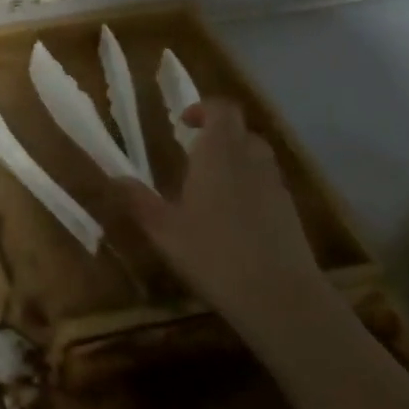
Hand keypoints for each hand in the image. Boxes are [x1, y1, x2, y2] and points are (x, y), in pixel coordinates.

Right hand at [112, 97, 323, 324]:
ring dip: (237, 159)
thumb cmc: (214, 254)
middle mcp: (250, 161)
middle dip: (219, 134)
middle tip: (195, 153)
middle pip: (241, 130)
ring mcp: (275, 187)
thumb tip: (116, 177)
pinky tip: (235, 218)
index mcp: (218, 154)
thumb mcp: (164, 231)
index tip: (184, 123)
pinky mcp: (292, 214)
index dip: (204, 109)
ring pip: (258, 156)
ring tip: (213, 185)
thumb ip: (139, 201)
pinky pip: (269, 185)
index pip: (222, 110)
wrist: (282, 299)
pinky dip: (253, 187)